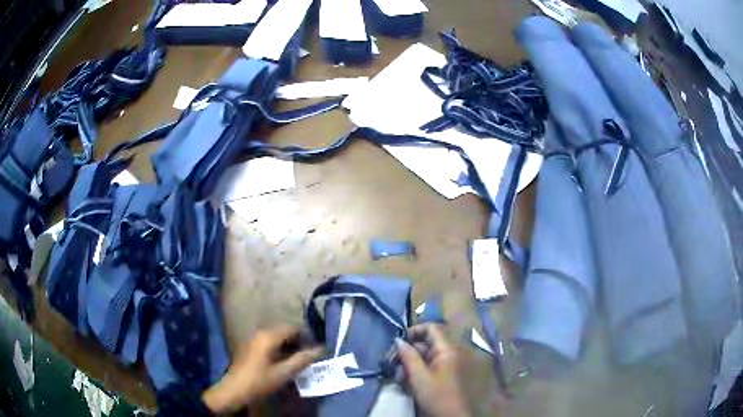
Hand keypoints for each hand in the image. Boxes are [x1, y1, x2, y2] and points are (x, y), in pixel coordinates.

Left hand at [203, 326, 323, 413]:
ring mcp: (253, 339)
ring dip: (289, 346)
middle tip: (309, 355)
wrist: (235, 390)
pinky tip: (284, 361)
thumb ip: (302, 360)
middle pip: (285, 331)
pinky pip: (269, 342)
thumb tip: (320, 349)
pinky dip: (280, 349)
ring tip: (299, 359)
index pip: (293, 328)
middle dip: (298, 341)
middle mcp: (260, 333)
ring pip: (277, 337)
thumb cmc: (260, 381)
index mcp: (269, 336)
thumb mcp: (284, 373)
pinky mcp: (250, 347)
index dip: (307, 336)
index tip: (317, 348)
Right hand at [396, 324, 470, 416]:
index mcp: (447, 350)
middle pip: (426, 343)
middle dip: (407, 351)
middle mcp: (449, 353)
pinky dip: (417, 372)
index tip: (397, 342)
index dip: (413, 331)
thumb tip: (398, 340)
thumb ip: (408, 356)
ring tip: (398, 376)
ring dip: (409, 364)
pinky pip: (429, 367)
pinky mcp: (445, 376)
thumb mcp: (419, 377)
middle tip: (391, 362)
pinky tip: (406, 382)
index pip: (431, 328)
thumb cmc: (437, 396)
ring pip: (425, 357)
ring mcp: (448, 365)